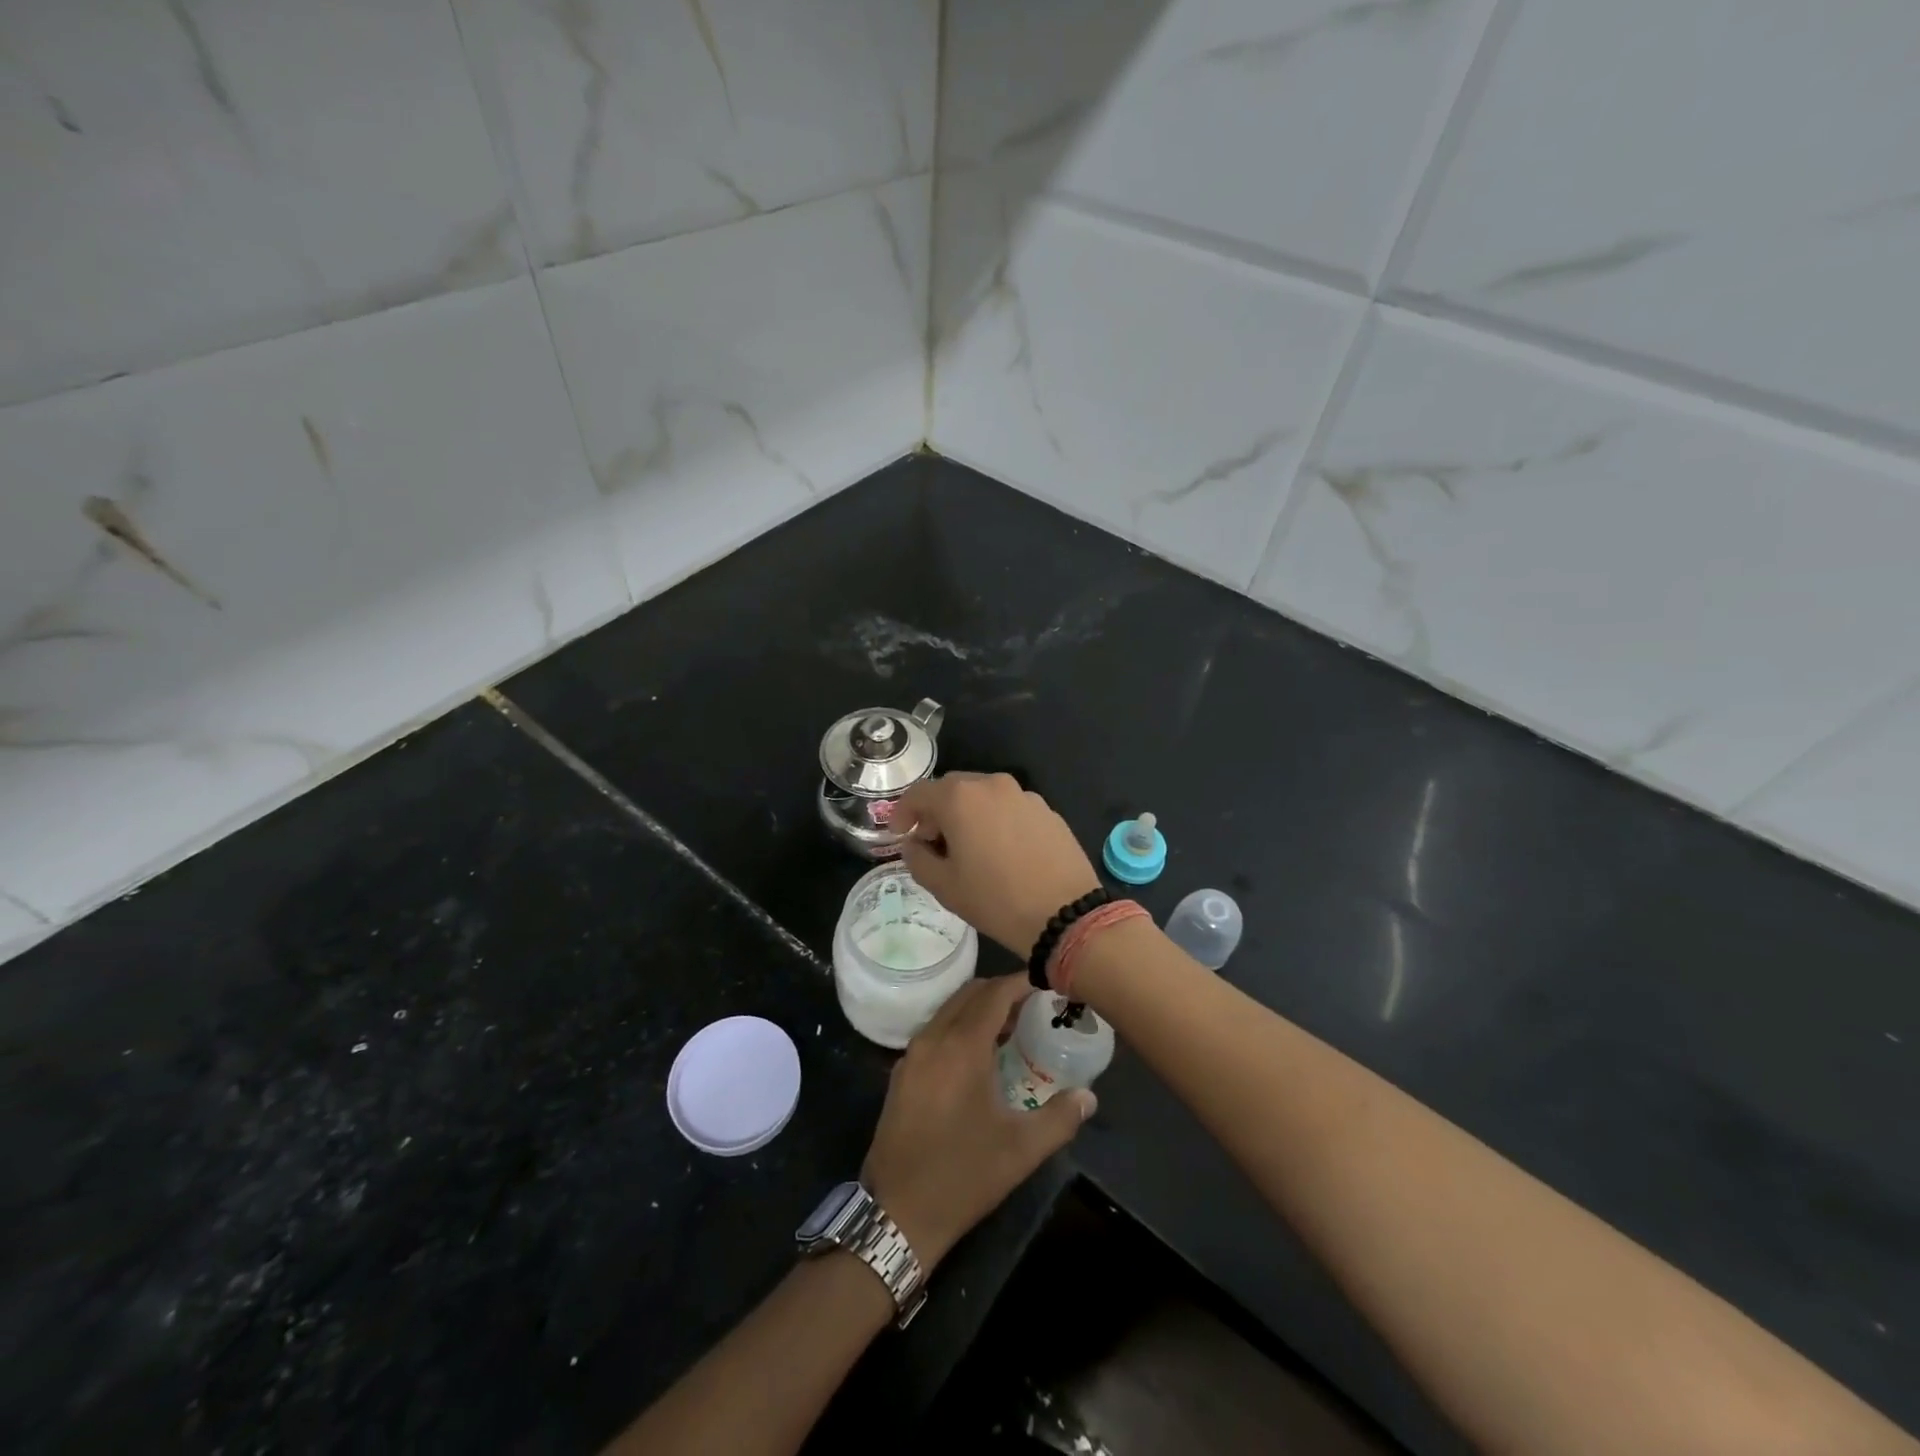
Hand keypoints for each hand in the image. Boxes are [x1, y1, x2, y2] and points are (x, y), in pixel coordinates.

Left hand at [861, 975, 1094, 1270]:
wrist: (897, 1212)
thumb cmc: (963, 1175)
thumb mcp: (1021, 1149)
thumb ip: (1060, 1117)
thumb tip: (1089, 1096)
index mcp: (961, 1046)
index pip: (994, 993)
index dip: (1021, 982)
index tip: (1047, 982)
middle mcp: (933, 1038)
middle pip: (969, 993)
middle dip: (1001, 991)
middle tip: (1033, 1006)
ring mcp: (912, 1054)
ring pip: (949, 1010)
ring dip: (979, 1008)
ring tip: (1011, 1029)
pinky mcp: (901, 1073)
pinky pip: (935, 1030)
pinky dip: (959, 1027)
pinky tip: (978, 1056)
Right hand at [895, 773, 1101, 957]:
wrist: (1065, 913)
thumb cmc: (996, 900)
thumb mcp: (944, 886)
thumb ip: (917, 858)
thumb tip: (914, 844)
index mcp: (960, 798)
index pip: (919, 793)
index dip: (903, 812)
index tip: (899, 834)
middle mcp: (992, 785)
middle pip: (952, 789)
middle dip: (936, 811)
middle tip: (932, 841)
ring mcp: (1024, 795)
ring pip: (984, 796)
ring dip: (968, 814)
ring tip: (968, 848)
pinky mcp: (1047, 810)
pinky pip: (1010, 808)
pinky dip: (996, 821)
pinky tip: (1001, 851)